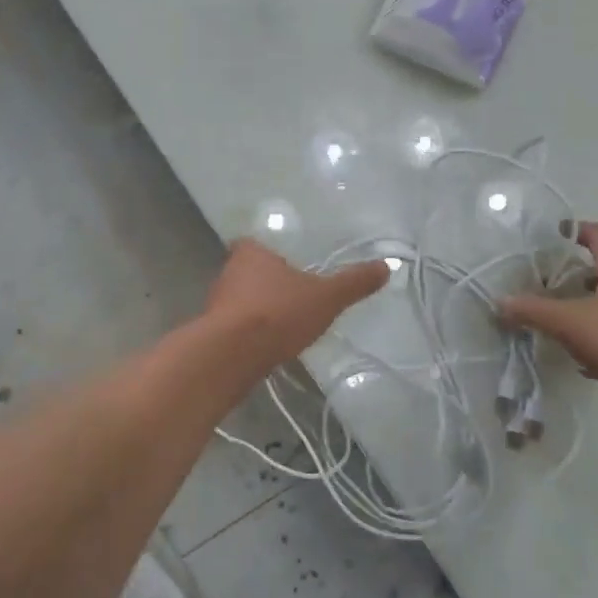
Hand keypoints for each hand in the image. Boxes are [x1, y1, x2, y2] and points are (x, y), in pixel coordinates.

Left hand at [205, 240, 389, 365]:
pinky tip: (266, 345)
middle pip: (246, 271)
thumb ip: (353, 282)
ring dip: (255, 309)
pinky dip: (247, 332)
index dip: (268, 253)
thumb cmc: (278, 312)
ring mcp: (216, 302)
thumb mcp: (326, 297)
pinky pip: (233, 326)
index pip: (253, 243)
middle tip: (290, 295)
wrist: (233, 353)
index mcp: (250, 252)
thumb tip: (386, 266)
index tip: (286, 265)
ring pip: (238, 299)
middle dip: (265, 283)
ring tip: (282, 323)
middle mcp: (228, 271)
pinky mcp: (211, 332)